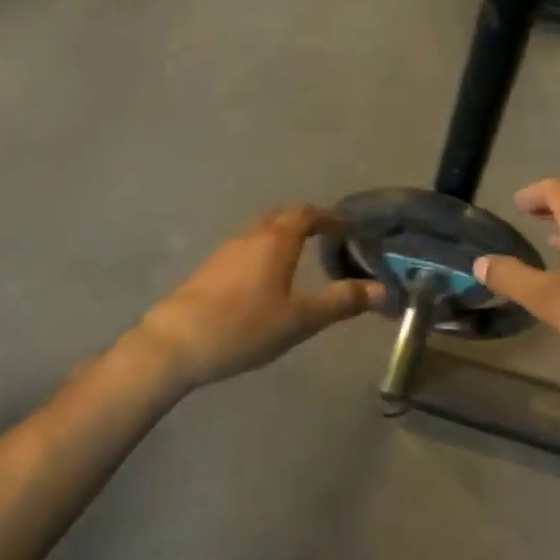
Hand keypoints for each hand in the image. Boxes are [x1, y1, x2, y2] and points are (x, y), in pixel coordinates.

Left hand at [136, 206, 384, 389]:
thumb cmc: (244, 327)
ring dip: (283, 238)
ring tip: (301, 259)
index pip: (307, 215)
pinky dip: (265, 254)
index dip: (330, 218)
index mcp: (275, 241)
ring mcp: (225, 253)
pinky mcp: (209, 272)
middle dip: (306, 222)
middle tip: (327, 238)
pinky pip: (245, 250)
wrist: (175, 344)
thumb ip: (342, 302)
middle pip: (281, 218)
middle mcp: (250, 237)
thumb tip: (384, 290)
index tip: (349, 227)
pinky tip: (267, 281)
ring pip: (260, 233)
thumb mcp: (301, 319)